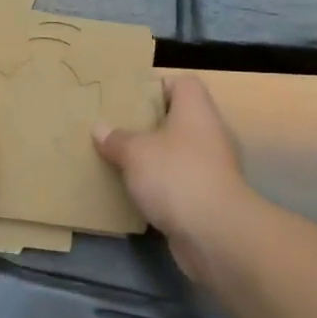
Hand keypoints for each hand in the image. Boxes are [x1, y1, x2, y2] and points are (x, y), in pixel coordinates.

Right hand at [94, 76, 251, 275]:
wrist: (216, 234)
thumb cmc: (176, 175)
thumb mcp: (135, 152)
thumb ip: (117, 139)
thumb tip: (100, 129)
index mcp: (196, 110)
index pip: (183, 83)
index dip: (157, 86)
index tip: (130, 99)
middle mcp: (210, 133)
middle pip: (179, 119)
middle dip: (149, 125)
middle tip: (117, 130)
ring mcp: (214, 167)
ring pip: (179, 153)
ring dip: (155, 159)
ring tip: (121, 161)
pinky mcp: (210, 198)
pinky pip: (181, 183)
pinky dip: (163, 187)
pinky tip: (137, 193)